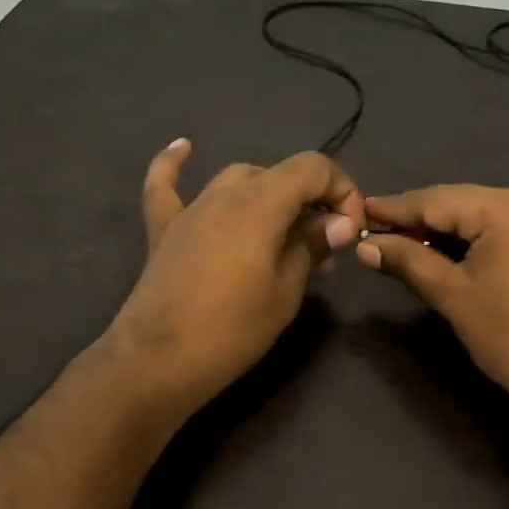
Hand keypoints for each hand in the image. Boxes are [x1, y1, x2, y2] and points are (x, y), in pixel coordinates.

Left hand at [108, 140, 364, 409]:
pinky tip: (183, 147)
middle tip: (326, 250)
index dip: (342, 191)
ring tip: (287, 232)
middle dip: (311, 203)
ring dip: (269, 196)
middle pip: (279, 176)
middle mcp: (225, 193)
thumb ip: (311, 247)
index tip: (349, 231)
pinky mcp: (164, 229)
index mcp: (261, 203)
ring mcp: (190, 209)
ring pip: (238, 180)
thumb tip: (339, 223)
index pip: (313, 169)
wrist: (159, 362)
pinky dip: (175, 165)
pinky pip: (166, 185)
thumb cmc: (233, 330)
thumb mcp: (286, 291)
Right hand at [357, 185, 508, 420]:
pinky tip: (439, 250)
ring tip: (399, 243)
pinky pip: (498, 228)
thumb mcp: (453, 296)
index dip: (394, 208)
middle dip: (416, 219)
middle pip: (458, 202)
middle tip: (373, 234)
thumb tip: (365, 246)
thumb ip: (408, 261)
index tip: (357, 212)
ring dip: (440, 229)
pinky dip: (467, 238)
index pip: (436, 199)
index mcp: (507, 208)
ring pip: (477, 215)